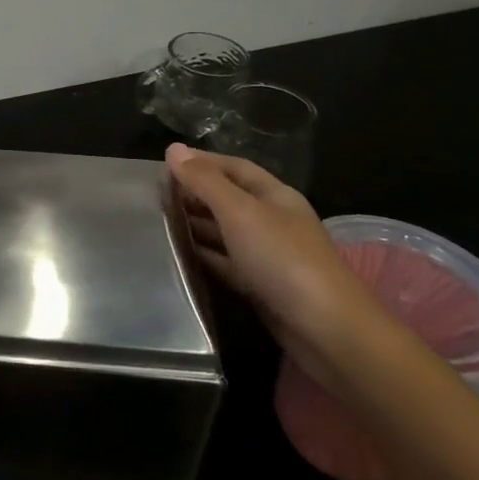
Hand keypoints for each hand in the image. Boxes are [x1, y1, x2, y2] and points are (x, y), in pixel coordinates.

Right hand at [167, 143, 389, 378]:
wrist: (327, 331)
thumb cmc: (283, 259)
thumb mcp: (240, 212)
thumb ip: (205, 181)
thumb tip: (173, 148)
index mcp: (274, 195)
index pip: (234, 167)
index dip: (201, 162)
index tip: (164, 163)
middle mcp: (271, 220)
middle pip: (228, 198)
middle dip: (194, 193)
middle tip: (152, 194)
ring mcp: (267, 255)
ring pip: (224, 231)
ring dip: (194, 224)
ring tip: (156, 221)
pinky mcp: (260, 286)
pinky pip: (225, 263)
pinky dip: (203, 255)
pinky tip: (178, 254)